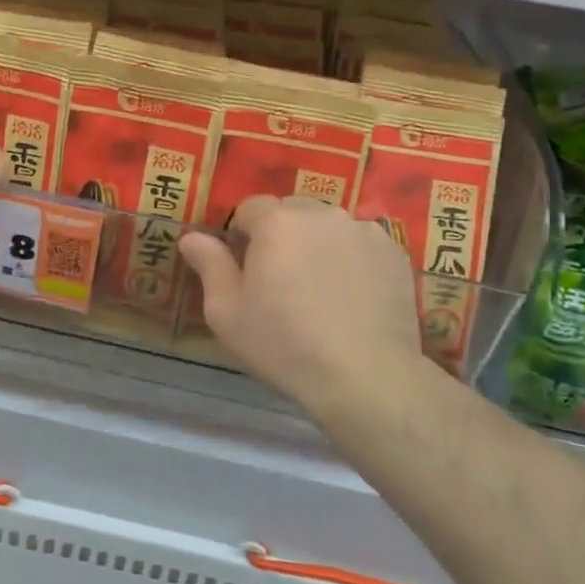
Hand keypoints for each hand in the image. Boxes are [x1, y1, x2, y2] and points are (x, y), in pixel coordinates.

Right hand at [179, 196, 433, 422]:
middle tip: (281, 279)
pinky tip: (352, 294)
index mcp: (276, 222)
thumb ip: (209, 266)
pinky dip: (351, 257)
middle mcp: (320, 213)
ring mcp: (362, 230)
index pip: (250, 207)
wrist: (365, 376)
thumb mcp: (227, 314)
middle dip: (281, 235)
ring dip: (317, 243)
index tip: (245, 268)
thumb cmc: (285, 345)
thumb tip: (191, 236)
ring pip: (327, 225)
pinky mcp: (393, 251)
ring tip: (320, 287)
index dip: (243, 234)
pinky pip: (360, 242)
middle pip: (291, 211)